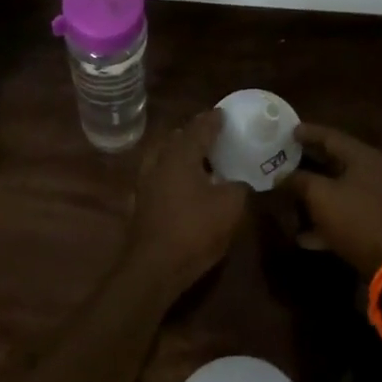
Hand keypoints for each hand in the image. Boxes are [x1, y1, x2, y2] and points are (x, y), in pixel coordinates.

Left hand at [121, 110, 249, 297]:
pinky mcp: (140, 204)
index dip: (213, 120)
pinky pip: (158, 178)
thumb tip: (240, 182)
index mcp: (180, 155)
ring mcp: (145, 184)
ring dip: (180, 154)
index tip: (224, 113)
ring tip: (200, 160)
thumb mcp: (231, 206)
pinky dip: (172, 175)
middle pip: (176, 139)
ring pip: (163, 158)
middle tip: (212, 136)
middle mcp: (159, 162)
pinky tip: (184, 186)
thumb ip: (240, 187)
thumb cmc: (194, 229)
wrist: (154, 268)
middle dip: (193, 134)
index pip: (198, 128)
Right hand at [282, 124, 381, 274]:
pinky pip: (347, 215)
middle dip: (309, 164)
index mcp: (364, 157)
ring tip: (290, 197)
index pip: (331, 136)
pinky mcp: (378, 223)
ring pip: (340, 190)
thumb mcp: (320, 196)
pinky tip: (304, 236)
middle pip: (336, 162)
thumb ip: (298, 180)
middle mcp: (374, 173)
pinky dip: (327, 220)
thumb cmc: (356, 219)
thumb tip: (281, 176)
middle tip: (286, 160)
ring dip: (315, 195)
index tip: (288, 130)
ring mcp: (378, 199)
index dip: (308, 133)